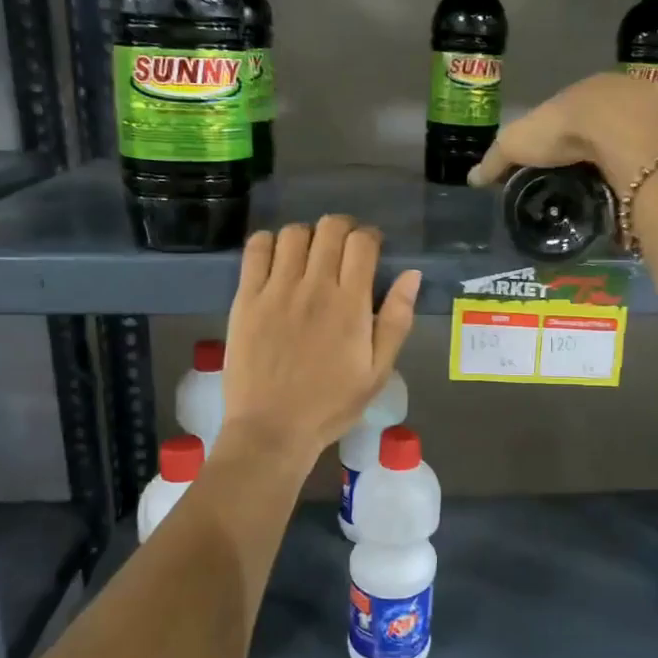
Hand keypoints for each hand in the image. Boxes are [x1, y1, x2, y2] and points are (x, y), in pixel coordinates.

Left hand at [219, 216, 420, 468]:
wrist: (272, 429)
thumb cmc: (331, 404)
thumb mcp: (378, 372)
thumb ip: (397, 321)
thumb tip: (411, 275)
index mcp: (351, 305)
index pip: (362, 243)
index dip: (370, 237)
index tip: (371, 249)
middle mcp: (315, 287)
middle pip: (330, 228)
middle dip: (343, 228)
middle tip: (344, 248)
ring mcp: (276, 290)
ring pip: (293, 233)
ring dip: (308, 235)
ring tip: (310, 255)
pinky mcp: (246, 298)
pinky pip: (256, 249)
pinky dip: (269, 242)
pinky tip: (277, 259)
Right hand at [467, 73, 657, 187]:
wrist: (625, 130)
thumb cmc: (566, 130)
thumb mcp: (517, 143)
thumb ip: (496, 160)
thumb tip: (472, 178)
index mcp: (584, 92)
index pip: (570, 115)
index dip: (562, 138)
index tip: (556, 163)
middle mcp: (622, 96)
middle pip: (606, 125)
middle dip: (597, 148)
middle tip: (586, 179)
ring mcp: (653, 114)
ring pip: (636, 138)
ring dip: (626, 158)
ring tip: (614, 189)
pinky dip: (649, 169)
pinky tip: (641, 187)